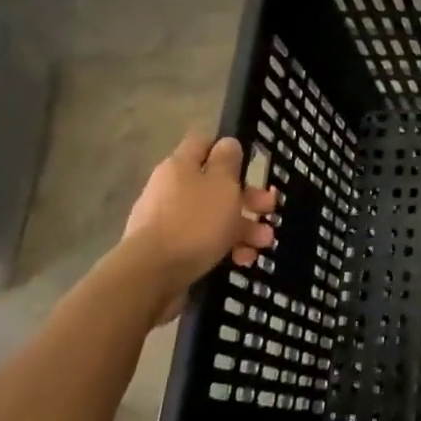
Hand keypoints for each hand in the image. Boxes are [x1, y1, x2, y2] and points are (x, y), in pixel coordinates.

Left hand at [123, 132, 278, 303]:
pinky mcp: (168, 251)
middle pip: (214, 185)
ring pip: (213, 216)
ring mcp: (167, 222)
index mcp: (180, 167)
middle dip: (247, 198)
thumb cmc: (194, 222)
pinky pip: (203, 242)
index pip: (202, 144)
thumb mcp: (222, 184)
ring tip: (263, 244)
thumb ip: (228, 161)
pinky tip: (242, 260)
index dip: (226, 150)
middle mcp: (170, 190)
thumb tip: (227, 143)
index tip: (250, 163)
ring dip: (243, 227)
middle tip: (269, 209)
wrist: (151, 276)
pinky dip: (225, 248)